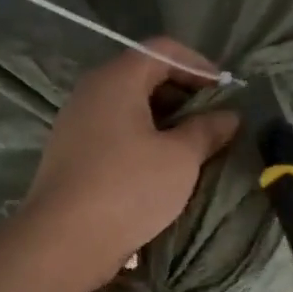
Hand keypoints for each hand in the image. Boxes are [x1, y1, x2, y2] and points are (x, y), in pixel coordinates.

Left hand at [14, 39, 238, 291]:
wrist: (63, 241)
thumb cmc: (127, 189)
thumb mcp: (180, 158)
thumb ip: (207, 130)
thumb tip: (229, 116)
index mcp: (116, 80)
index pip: (162, 50)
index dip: (198, 66)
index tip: (226, 92)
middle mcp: (91, 92)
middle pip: (144, 75)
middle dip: (183, 93)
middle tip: (214, 120)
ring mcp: (77, 124)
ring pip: (129, 108)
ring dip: (165, 121)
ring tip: (195, 146)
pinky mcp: (72, 154)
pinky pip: (115, 133)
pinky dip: (143, 140)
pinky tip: (163, 168)